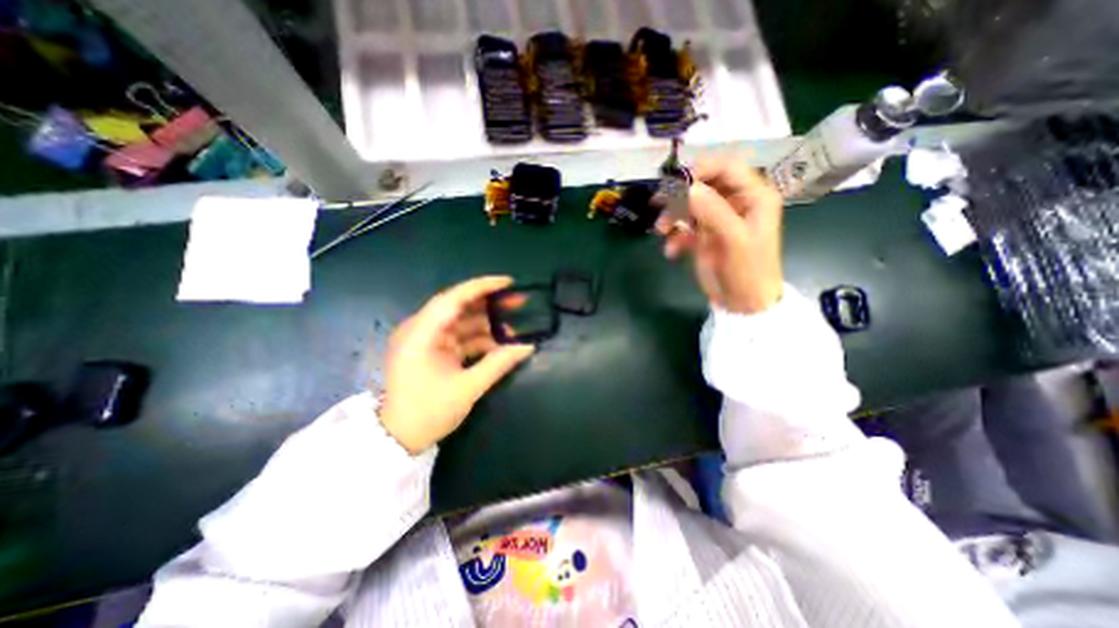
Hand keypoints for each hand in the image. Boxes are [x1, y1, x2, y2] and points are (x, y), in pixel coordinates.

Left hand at [379, 278, 534, 454]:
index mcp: (420, 334)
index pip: (452, 299)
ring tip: (514, 326)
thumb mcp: (467, 388)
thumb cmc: (428, 412)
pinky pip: (460, 337)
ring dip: (487, 323)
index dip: (481, 287)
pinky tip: (500, 344)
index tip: (508, 283)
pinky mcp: (433, 350)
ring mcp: (427, 340)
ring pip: (462, 321)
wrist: (399, 439)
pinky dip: (480, 338)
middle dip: (489, 303)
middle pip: (458, 306)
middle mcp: (420, 330)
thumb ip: (498, 363)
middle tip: (518, 301)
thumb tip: (528, 346)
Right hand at [659, 158, 784, 314]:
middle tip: (658, 203)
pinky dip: (675, 237)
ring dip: (673, 216)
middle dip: (680, 195)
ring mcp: (718, 220)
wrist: (743, 304)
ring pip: (690, 206)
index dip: (700, 169)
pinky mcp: (704, 236)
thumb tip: (685, 187)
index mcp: (753, 196)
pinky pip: (684, 227)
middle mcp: (735, 203)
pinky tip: (672, 252)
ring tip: (661, 231)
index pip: (726, 168)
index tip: (674, 181)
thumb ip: (712, 210)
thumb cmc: (748, 271)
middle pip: (704, 185)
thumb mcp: (734, 239)